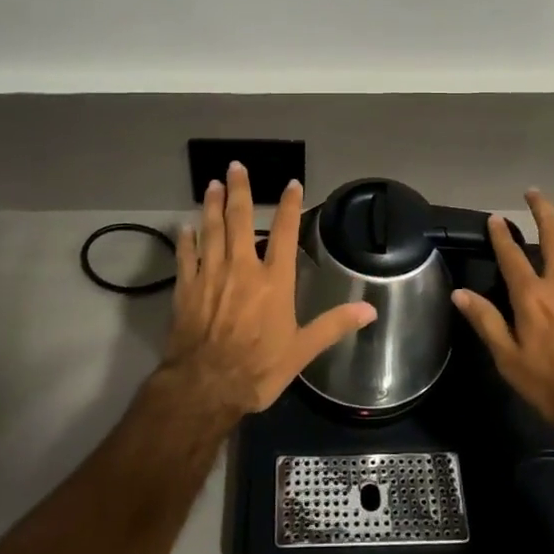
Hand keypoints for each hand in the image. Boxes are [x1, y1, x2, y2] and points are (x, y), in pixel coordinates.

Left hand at [164, 162, 376, 416]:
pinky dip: (185, 240)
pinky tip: (184, 227)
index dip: (289, 206)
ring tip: (212, 185)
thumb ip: (334, 325)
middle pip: (240, 220)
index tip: (291, 184)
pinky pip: (186, 257)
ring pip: (211, 230)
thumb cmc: (259, 368)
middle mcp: (242, 268)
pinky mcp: (186, 289)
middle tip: (235, 166)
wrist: (206, 386)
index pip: (284, 232)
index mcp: (273, 280)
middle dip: (239, 191)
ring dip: (212, 206)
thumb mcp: (303, 350)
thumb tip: (370, 309)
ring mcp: (211, 275)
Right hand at [453, 188, 553, 429]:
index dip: (501, 234)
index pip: (511, 255)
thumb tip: (459, 293)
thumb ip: (486, 322)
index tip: (495, 217)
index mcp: (532, 295)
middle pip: (553, 234)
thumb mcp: (509, 360)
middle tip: (535, 192)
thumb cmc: (553, 385)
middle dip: (542, 209)